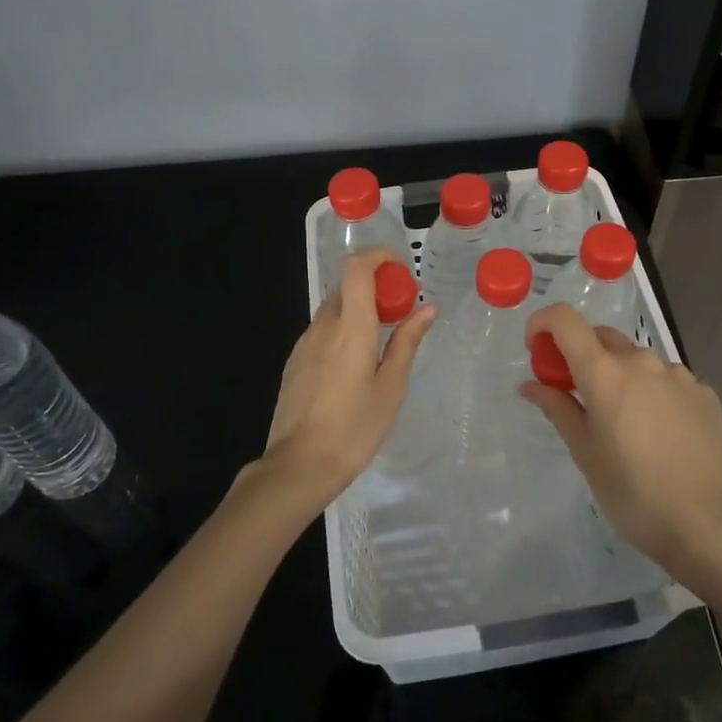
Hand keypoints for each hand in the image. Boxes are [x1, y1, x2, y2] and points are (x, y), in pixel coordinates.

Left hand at [256, 247, 436, 517]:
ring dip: (358, 308)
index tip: (401, 269)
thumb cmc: (355, 428)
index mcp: (351, 327)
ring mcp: (304, 343)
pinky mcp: (295, 362)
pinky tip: (355, 364)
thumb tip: (427, 308)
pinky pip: (322, 331)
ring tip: (382, 340)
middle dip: (374, 285)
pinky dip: (343, 329)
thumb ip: (408, 342)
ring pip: (333, 308)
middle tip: (401, 309)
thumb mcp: (392, 387)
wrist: (299, 466)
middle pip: (346, 285)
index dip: (378, 256)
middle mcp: (323, 326)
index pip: (356, 268)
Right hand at [519, 304, 721, 577]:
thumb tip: (531, 384)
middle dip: (579, 354)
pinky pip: (666, 379)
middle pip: (600, 337)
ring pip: (635, 358)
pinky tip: (657, 431)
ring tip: (621, 420)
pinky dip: (650, 390)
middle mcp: (642, 361)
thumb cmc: (633, 493)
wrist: (709, 523)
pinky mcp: (704, 392)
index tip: (536, 350)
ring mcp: (678, 374)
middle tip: (574, 393)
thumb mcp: (585, 452)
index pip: (565, 319)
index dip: (543, 324)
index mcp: (605, 372)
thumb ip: (557, 408)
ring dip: (618, 373)